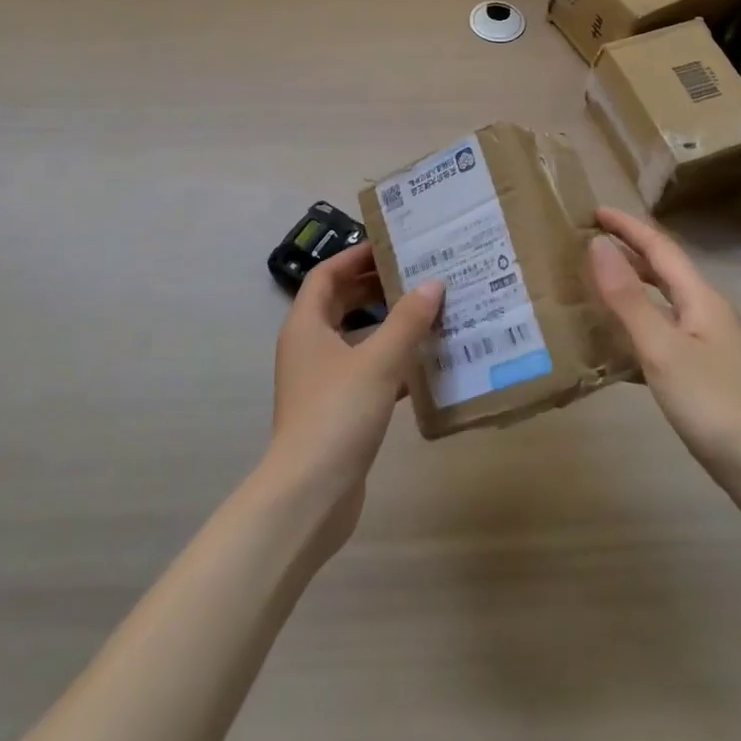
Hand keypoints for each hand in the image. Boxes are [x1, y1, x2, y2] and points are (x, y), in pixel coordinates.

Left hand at [267, 242, 443, 555]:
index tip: (391, 245)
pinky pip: (366, 372)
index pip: (326, 275)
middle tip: (416, 274)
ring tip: (428, 312)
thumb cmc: (337, 414)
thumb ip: (407, 321)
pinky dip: (391, 363)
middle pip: (340, 303)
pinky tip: (425, 365)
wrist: (310, 495)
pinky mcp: (337, 410)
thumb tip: (433, 283)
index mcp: (306, 326)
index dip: (355, 256)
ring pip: (356, 339)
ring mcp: (321, 381)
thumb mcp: (378, 361)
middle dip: (374, 287)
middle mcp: (309, 347)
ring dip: (387, 325)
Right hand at [587, 207, 740, 520]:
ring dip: (631, 287)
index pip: (659, 247)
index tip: (594, 211)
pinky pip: (663, 334)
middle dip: (629, 251)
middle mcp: (707, 313)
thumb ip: (628, 297)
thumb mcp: (663, 348)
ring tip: (595, 285)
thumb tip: (597, 245)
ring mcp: (709, 346)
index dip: (627, 227)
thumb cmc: (716, 404)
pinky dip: (636, 326)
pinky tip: (616, 344)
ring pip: (664, 302)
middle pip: (664, 270)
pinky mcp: (705, 375)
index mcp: (700, 299)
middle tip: (589, 243)